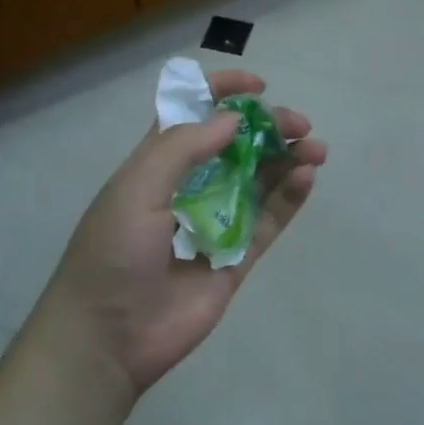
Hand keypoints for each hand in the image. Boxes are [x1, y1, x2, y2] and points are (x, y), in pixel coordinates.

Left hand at [35, 69, 326, 398]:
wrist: (108, 337)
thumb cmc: (113, 252)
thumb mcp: (136, 187)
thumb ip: (183, 147)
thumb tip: (232, 119)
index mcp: (157, 164)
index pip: (192, 114)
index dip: (222, 93)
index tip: (257, 87)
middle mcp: (189, 187)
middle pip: (236, 146)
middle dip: (267, 128)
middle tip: (298, 126)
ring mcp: (215, 222)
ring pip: (259, 180)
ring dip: (287, 159)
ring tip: (315, 148)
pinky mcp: (236, 257)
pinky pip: (269, 220)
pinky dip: (290, 197)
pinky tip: (307, 176)